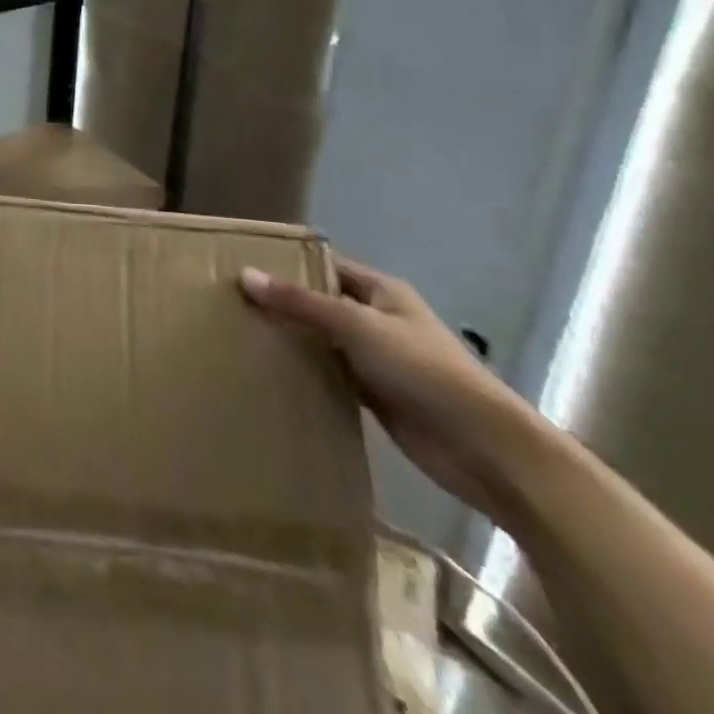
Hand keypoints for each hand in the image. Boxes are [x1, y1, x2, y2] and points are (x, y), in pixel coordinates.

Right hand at [239, 256, 541, 521]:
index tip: (240, 265)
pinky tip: (269, 371)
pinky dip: (304, 371)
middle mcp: (377, 318)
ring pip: (321, 339)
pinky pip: (329, 373)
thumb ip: (301, 303)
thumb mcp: (358, 326)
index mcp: (381, 291)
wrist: (485, 450)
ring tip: (239, 333)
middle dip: (281, 302)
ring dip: (291, 339)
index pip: (324, 265)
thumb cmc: (424, 371)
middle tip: (228, 301)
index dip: (287, 263)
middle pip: (320, 301)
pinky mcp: (373, 395)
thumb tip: (244, 275)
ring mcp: (375, 358)